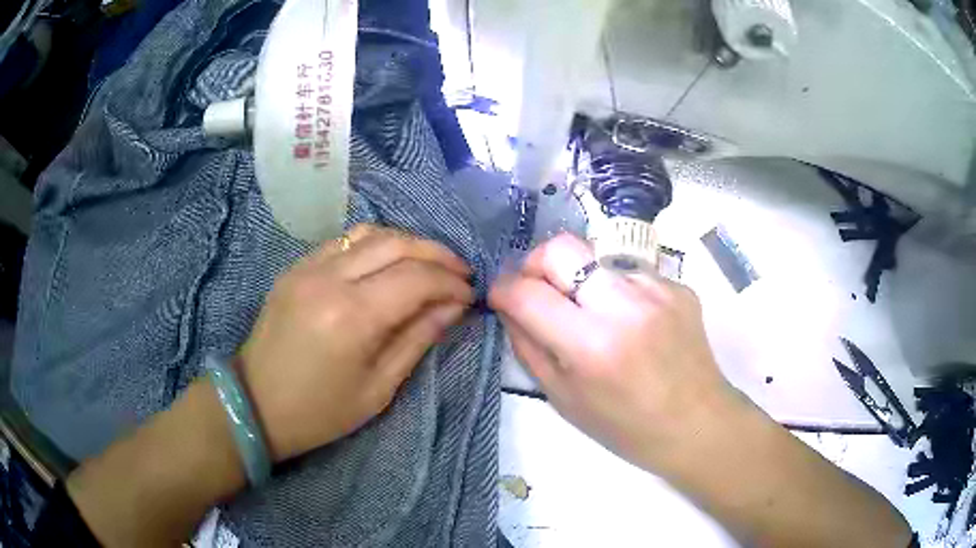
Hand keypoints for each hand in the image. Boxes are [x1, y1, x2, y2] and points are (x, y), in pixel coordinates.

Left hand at [238, 224, 473, 461]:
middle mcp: (329, 278)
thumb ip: (418, 339)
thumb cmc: (320, 411)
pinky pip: (343, 241)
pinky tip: (387, 263)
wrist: (256, 404)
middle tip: (459, 273)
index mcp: (352, 316)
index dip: (450, 283)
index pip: (416, 278)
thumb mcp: (378, 389)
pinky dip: (375, 245)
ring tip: (429, 264)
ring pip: (370, 233)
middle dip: (437, 254)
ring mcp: (308, 266)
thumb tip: (453, 307)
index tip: (469, 296)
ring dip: (407, 243)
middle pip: (397, 244)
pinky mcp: (296, 267)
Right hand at [489, 233, 740, 469]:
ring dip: (582, 281)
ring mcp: (657, 289)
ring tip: (595, 316)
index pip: (527, 292)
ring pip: (597, 258)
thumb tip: (510, 306)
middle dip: (537, 263)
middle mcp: (624, 305)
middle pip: (561, 247)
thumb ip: (528, 346)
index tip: (502, 296)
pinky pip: (631, 273)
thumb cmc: (624, 426)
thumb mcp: (563, 398)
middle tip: (539, 289)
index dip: (503, 289)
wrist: (696, 423)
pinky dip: (618, 292)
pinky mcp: (679, 285)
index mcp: (591, 345)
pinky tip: (632, 323)